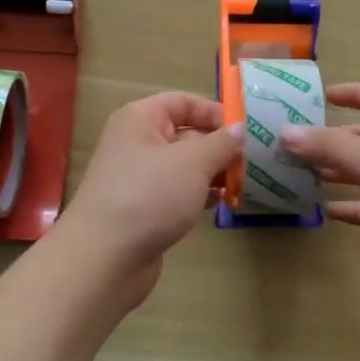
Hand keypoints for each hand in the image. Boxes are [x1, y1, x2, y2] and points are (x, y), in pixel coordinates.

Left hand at [55, 93, 243, 303]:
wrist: (104, 258)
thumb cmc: (149, 195)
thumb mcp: (193, 162)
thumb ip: (221, 143)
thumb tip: (240, 128)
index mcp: (140, 120)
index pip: (182, 102)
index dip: (215, 111)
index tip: (246, 129)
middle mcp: (136, 143)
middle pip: (186, 134)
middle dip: (219, 146)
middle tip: (255, 159)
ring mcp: (139, 178)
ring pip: (185, 166)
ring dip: (214, 172)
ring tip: (245, 181)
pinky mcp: (145, 209)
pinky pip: (179, 192)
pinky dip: (201, 195)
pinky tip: (224, 203)